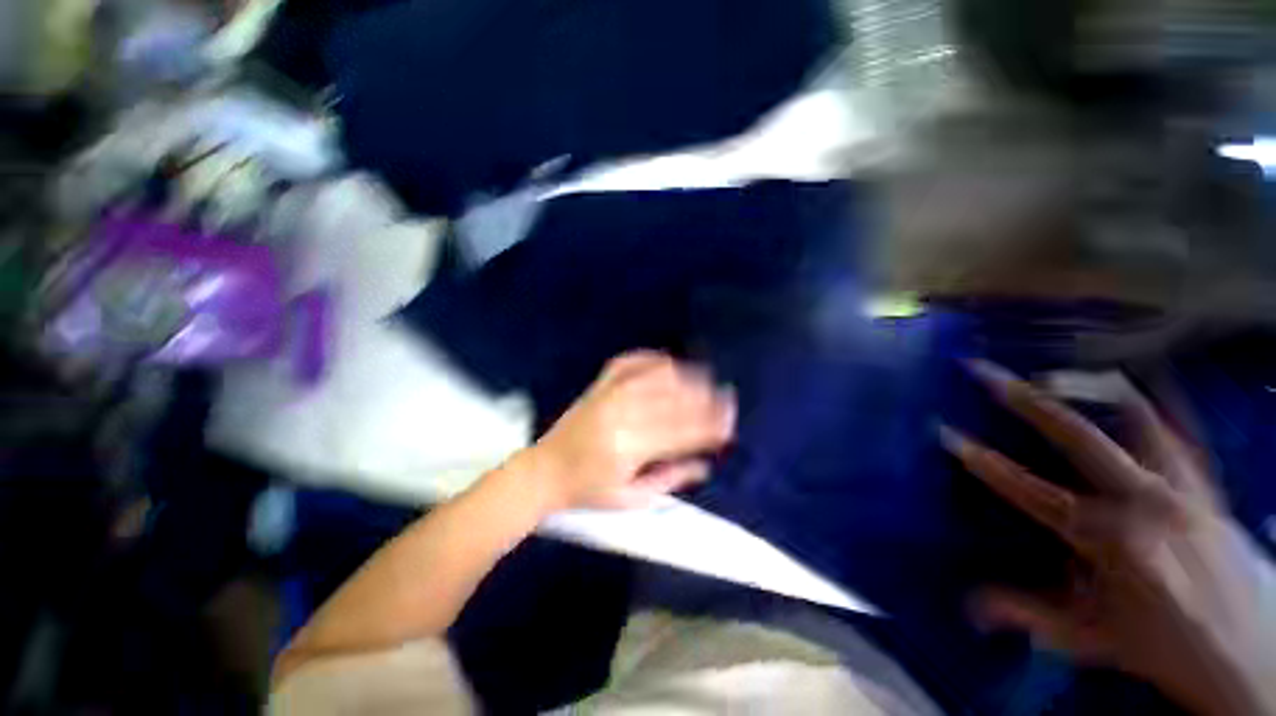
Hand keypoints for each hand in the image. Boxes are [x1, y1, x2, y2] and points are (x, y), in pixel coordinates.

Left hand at [526, 351, 735, 511]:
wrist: (544, 471)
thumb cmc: (588, 491)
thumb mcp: (631, 498)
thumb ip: (670, 479)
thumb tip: (705, 464)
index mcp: (628, 448)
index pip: (681, 433)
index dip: (709, 426)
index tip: (730, 421)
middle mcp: (621, 414)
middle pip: (673, 401)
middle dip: (705, 400)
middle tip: (727, 398)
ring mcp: (608, 394)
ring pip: (656, 377)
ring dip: (686, 376)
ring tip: (707, 379)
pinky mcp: (599, 384)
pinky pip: (631, 362)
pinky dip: (653, 359)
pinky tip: (670, 362)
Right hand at [940, 361, 1275, 715]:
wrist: (1248, 658)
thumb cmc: (1162, 649)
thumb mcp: (1090, 640)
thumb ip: (1028, 615)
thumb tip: (969, 604)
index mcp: (1111, 542)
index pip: (1031, 492)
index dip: (984, 462)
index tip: (946, 433)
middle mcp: (1146, 505)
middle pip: (1080, 439)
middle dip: (1026, 401)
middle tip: (986, 372)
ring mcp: (1183, 491)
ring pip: (1139, 421)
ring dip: (1094, 390)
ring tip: (1059, 370)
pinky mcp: (1207, 489)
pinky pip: (1183, 434)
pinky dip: (1159, 405)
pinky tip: (1140, 384)